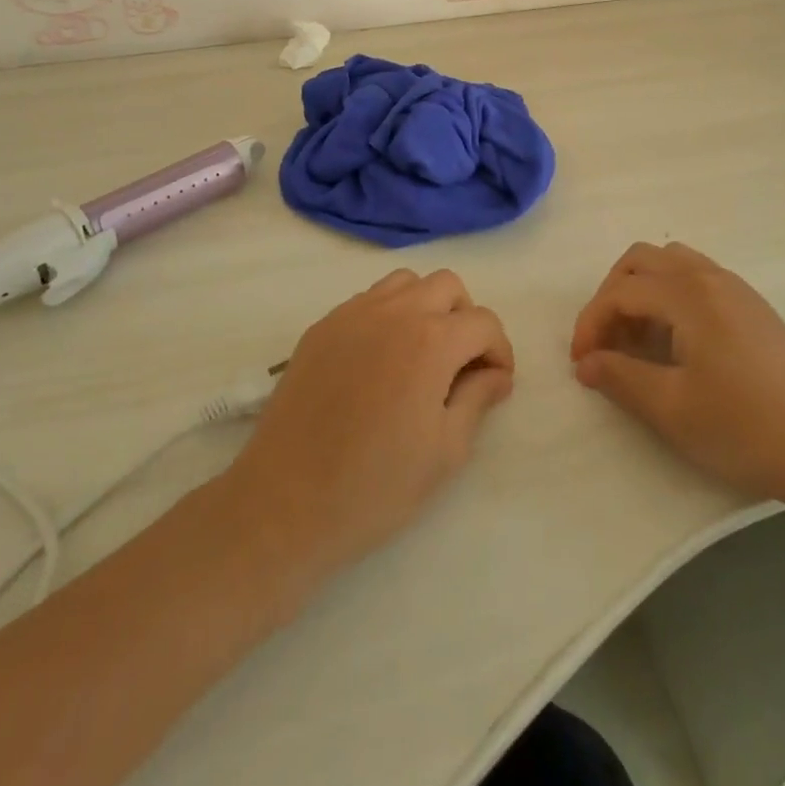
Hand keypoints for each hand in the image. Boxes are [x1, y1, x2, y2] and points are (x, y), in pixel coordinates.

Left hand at [224, 268, 513, 584]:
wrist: (285, 503)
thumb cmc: (375, 486)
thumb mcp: (445, 452)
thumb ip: (477, 400)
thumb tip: (496, 374)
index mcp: (431, 341)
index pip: (483, 322)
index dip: (499, 351)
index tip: (495, 383)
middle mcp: (393, 313)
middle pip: (447, 285)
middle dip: (465, 318)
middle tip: (460, 364)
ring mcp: (352, 315)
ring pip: (405, 283)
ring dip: (425, 307)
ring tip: (421, 355)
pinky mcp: (321, 328)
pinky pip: (367, 301)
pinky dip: (387, 316)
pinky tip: (380, 362)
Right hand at [571, 242, 784, 513]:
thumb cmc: (746, 428)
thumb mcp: (672, 409)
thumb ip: (620, 378)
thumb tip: (586, 363)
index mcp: (689, 295)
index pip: (621, 292)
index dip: (591, 323)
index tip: (580, 363)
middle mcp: (710, 277)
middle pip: (642, 261)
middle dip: (612, 295)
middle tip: (605, 342)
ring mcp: (736, 289)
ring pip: (671, 264)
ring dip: (641, 291)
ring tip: (637, 340)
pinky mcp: (752, 307)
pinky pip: (696, 279)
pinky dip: (669, 296)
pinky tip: (674, 342)